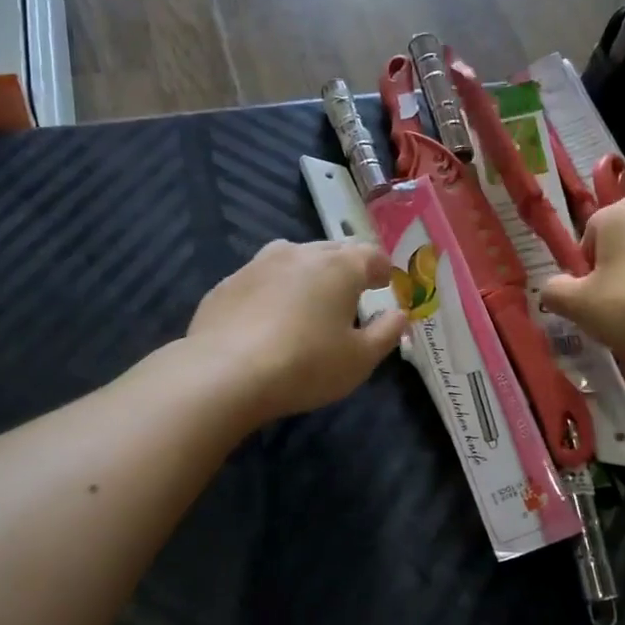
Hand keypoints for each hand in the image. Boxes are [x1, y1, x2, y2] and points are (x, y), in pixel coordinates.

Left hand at [188, 240, 406, 423]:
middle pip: (331, 251)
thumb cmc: (306, 366)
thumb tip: (399, 314)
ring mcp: (257, 265)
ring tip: (308, 300)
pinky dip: (272, 290)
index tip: (385, 283)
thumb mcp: (360, 359)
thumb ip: (386, 332)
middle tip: (350, 293)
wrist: (225, 373)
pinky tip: (267, 318)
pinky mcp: (226, 284)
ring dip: (306, 274)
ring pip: (292, 258)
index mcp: (338, 267)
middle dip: (345, 268)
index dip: (382, 268)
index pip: (370, 255)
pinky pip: (260, 279)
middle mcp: (298, 254)